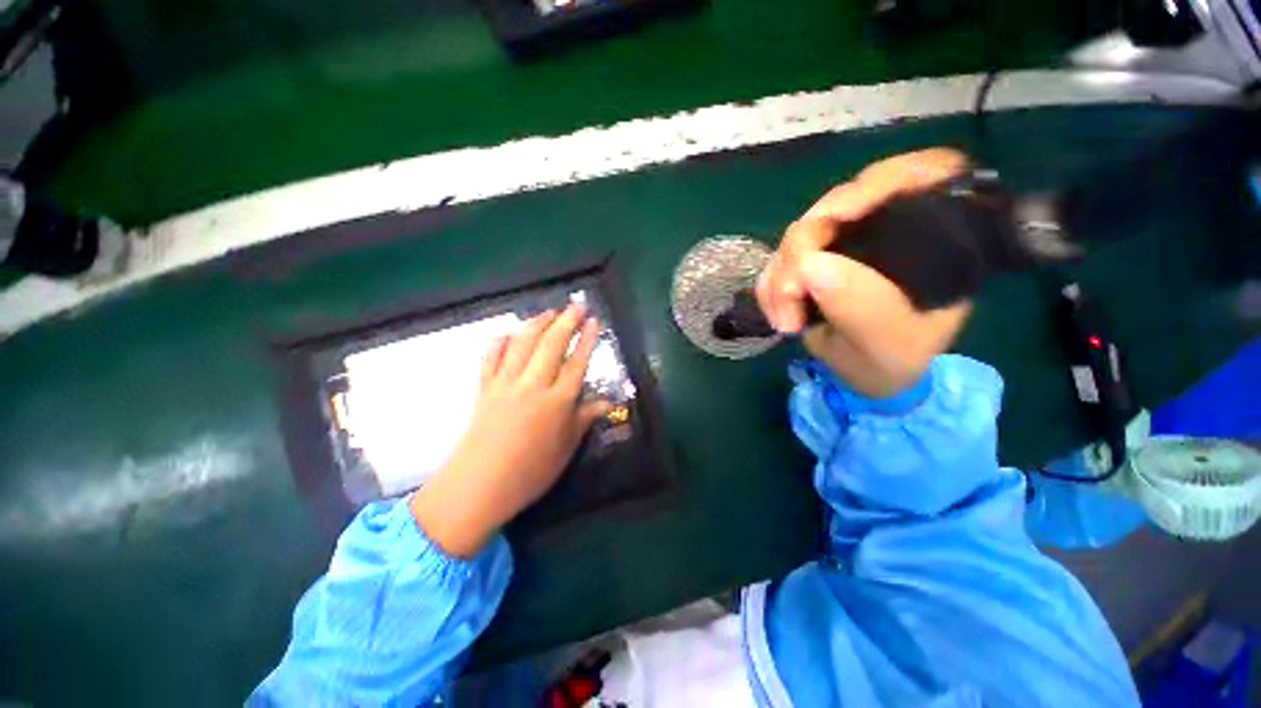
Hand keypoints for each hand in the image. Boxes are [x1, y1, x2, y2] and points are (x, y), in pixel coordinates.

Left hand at [410, 304, 610, 556]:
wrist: (478, 486)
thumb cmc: (530, 473)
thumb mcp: (566, 449)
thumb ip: (584, 420)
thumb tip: (607, 404)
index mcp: (557, 401)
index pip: (577, 362)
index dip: (587, 340)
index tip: (594, 321)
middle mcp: (533, 385)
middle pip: (552, 344)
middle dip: (566, 321)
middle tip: (576, 305)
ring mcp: (506, 383)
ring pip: (522, 344)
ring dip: (537, 323)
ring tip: (548, 311)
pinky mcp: (484, 388)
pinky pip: (491, 357)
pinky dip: (501, 340)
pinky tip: (509, 332)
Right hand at [755, 148, 973, 397]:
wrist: (863, 375)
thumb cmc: (891, 362)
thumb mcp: (887, 346)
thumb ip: (861, 309)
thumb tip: (809, 264)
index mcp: (934, 238)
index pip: (920, 174)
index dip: (878, 184)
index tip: (835, 220)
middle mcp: (887, 229)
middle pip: (838, 204)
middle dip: (801, 250)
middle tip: (790, 297)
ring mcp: (843, 242)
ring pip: (798, 233)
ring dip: (779, 277)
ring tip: (785, 321)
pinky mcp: (810, 259)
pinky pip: (778, 258)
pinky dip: (769, 286)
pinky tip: (779, 315)